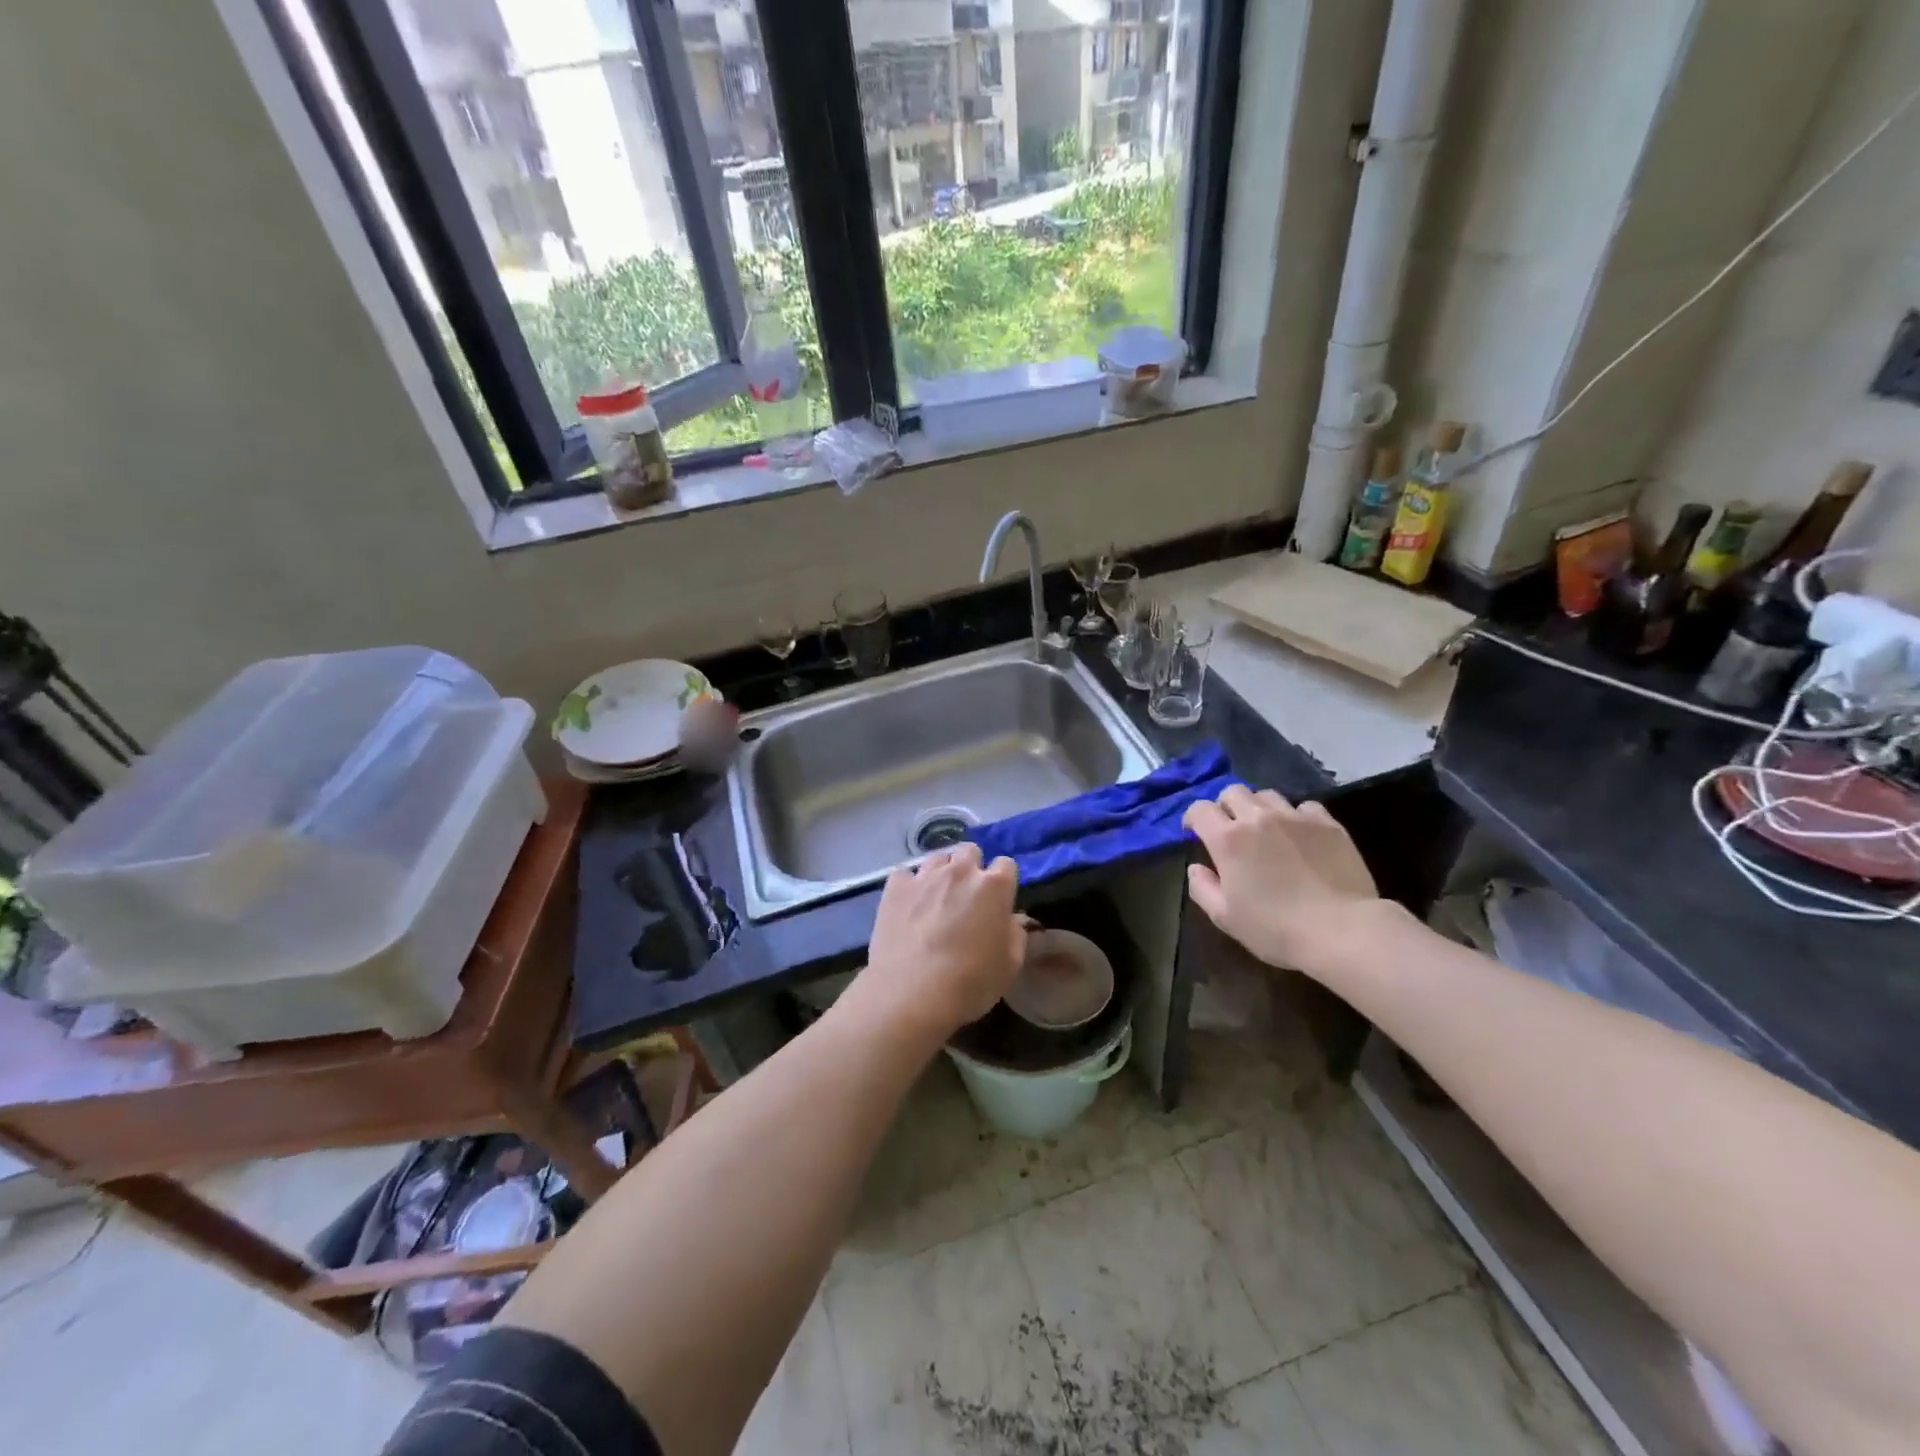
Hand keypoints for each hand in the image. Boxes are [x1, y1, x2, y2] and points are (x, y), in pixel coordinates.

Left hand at [848, 844, 1025, 1043]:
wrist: (911, 993)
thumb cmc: (970, 982)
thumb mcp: (1010, 965)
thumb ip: (1015, 934)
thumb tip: (1010, 920)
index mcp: (994, 886)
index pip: (1006, 865)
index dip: (1003, 882)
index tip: (998, 900)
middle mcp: (960, 871)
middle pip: (970, 851)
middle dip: (971, 867)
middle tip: (967, 896)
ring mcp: (925, 876)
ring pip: (938, 858)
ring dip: (942, 873)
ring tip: (936, 898)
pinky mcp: (895, 887)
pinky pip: (905, 874)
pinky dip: (909, 885)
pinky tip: (909, 905)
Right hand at [1182, 785, 1382, 975]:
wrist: (1342, 930)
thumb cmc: (1276, 929)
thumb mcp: (1225, 918)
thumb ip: (1202, 888)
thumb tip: (1196, 868)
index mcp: (1228, 839)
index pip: (1199, 809)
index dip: (1193, 818)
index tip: (1195, 833)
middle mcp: (1258, 818)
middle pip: (1232, 792)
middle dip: (1225, 807)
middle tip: (1231, 830)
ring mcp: (1295, 817)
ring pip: (1267, 795)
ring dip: (1259, 808)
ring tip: (1266, 830)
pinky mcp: (1327, 823)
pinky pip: (1304, 806)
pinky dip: (1295, 816)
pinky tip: (1301, 836)